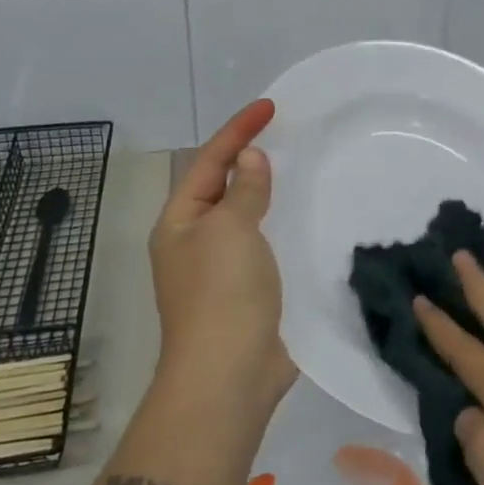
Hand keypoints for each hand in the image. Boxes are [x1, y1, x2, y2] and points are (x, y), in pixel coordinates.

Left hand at [149, 99, 296, 413]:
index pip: (209, 161)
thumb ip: (243, 189)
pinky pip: (263, 245)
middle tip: (284, 133)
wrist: (229, 378)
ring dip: (266, 191)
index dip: (238, 130)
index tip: (270, 107)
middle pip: (222, 186)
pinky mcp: (247, 293)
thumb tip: (249, 158)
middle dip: (248, 158)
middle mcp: (194, 241)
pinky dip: (280, 225)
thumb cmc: (222, 293)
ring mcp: (220, 270)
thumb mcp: (231, 229)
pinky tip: (304, 218)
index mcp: (179, 222)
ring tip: (297, 167)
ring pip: (245, 216)